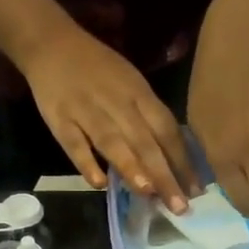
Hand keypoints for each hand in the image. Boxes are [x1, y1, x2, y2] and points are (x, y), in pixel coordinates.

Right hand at [18, 23, 195, 211]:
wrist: (52, 42)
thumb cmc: (98, 68)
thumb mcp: (131, 84)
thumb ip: (148, 119)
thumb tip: (172, 159)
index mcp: (138, 94)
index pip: (166, 130)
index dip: (182, 160)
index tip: (196, 191)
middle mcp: (117, 103)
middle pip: (144, 142)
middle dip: (164, 175)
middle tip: (179, 206)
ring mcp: (87, 111)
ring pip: (112, 142)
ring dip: (131, 167)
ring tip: (148, 193)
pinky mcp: (60, 119)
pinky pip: (74, 143)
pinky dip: (86, 162)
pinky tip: (99, 183)